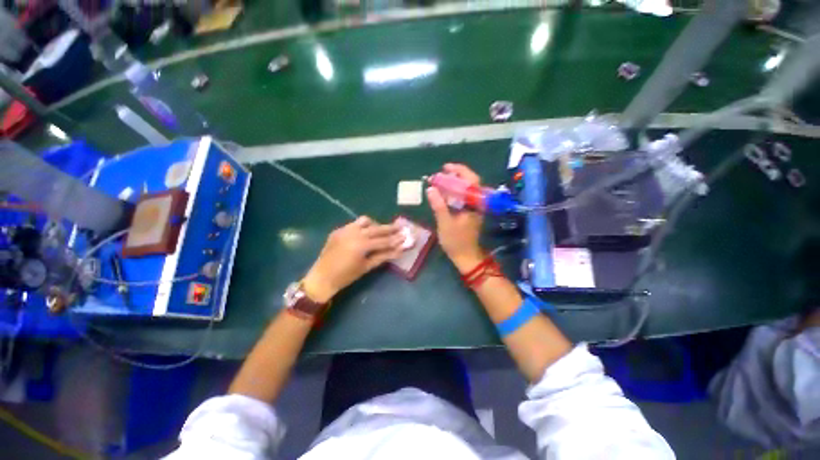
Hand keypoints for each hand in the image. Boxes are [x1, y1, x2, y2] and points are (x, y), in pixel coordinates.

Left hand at [303, 216, 404, 302]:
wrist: (321, 277)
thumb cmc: (346, 276)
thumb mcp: (367, 266)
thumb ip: (384, 256)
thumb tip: (400, 250)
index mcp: (361, 245)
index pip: (384, 240)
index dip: (396, 239)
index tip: (406, 235)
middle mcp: (354, 233)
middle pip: (376, 228)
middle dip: (390, 228)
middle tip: (400, 227)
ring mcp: (345, 229)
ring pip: (365, 221)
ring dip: (375, 225)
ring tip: (381, 231)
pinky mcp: (339, 230)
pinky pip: (354, 224)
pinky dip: (363, 227)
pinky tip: (365, 233)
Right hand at [427, 163, 485, 272]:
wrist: (466, 256)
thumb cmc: (456, 241)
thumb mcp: (445, 223)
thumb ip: (439, 206)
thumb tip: (431, 189)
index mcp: (475, 204)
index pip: (471, 181)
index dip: (459, 171)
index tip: (445, 168)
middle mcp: (478, 203)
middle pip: (470, 182)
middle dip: (456, 175)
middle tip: (441, 173)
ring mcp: (475, 207)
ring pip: (467, 189)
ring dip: (455, 182)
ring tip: (441, 180)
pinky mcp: (471, 211)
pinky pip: (464, 196)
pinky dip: (455, 191)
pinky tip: (445, 192)